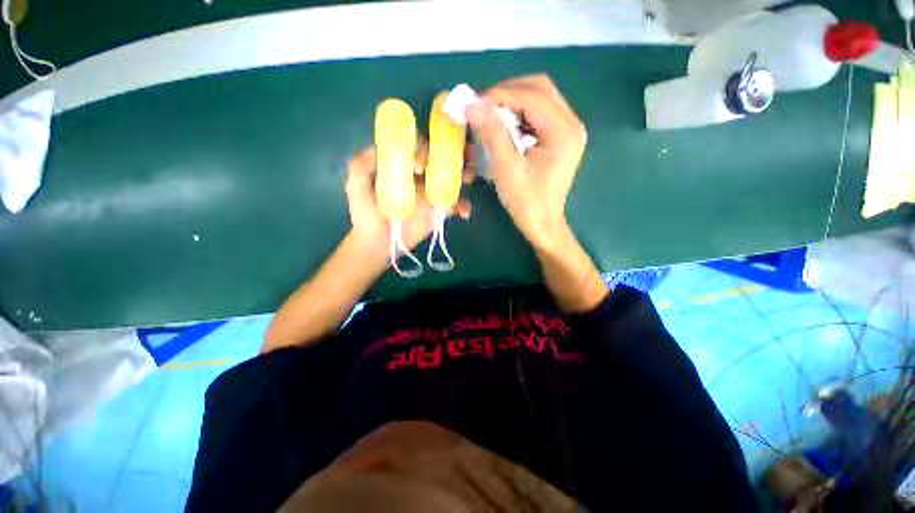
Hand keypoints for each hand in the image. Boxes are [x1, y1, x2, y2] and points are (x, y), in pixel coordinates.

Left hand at [345, 146, 471, 260]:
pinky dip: (463, 206)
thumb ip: (361, 166)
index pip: (418, 146)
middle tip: (465, 153)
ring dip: (465, 173)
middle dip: (456, 152)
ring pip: (453, 177)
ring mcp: (432, 192)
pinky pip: (455, 204)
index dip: (423, 148)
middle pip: (441, 157)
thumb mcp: (355, 186)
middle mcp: (420, 174)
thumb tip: (379, 149)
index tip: (421, 165)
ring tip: (469, 177)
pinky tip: (464, 213)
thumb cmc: (366, 213)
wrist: (378, 242)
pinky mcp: (439, 210)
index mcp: (403, 164)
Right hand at [467, 75, 586, 250]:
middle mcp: (571, 124)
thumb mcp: (507, 168)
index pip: (532, 97)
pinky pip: (538, 115)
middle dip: (507, 93)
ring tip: (490, 115)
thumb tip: (472, 104)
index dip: (500, 95)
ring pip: (539, 99)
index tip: (473, 103)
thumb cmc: (526, 202)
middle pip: (540, 89)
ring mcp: (567, 130)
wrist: (542, 224)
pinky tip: (504, 127)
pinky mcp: (559, 138)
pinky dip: (519, 115)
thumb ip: (493, 133)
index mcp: (564, 132)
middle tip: (482, 107)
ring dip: (512, 102)